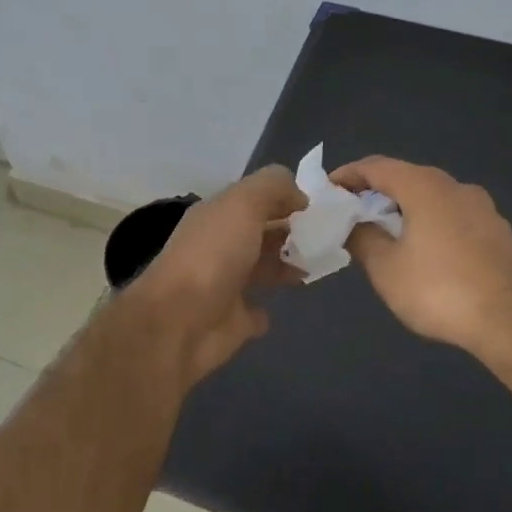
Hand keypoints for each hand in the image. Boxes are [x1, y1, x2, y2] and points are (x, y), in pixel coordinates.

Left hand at [127, 166, 306, 384]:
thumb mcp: (243, 204)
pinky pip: (255, 311)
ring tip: (323, 262)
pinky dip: (267, 307)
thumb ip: (272, 188)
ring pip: (262, 268)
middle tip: (332, 235)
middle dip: (293, 231)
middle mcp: (219, 246)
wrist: (179, 323)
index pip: (256, 198)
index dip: (287, 198)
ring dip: (288, 264)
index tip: (323, 205)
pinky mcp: (231, 322)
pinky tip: (287, 301)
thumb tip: (300, 195)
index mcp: (217, 215)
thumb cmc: (213, 256)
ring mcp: (224, 285)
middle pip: (261, 233)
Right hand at [330, 156, 511, 359]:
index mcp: (424, 186)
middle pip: (407, 178)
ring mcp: (483, 208)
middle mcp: (455, 186)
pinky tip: (425, 251)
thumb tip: (353, 225)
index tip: (328, 189)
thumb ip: (363, 239)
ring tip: (387, 233)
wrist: (510, 320)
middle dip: (377, 192)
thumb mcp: (385, 268)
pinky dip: (431, 223)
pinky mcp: (499, 232)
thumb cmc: (438, 289)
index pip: (377, 166)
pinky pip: (454, 216)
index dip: (349, 174)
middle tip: (353, 212)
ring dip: (406, 209)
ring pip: (433, 197)